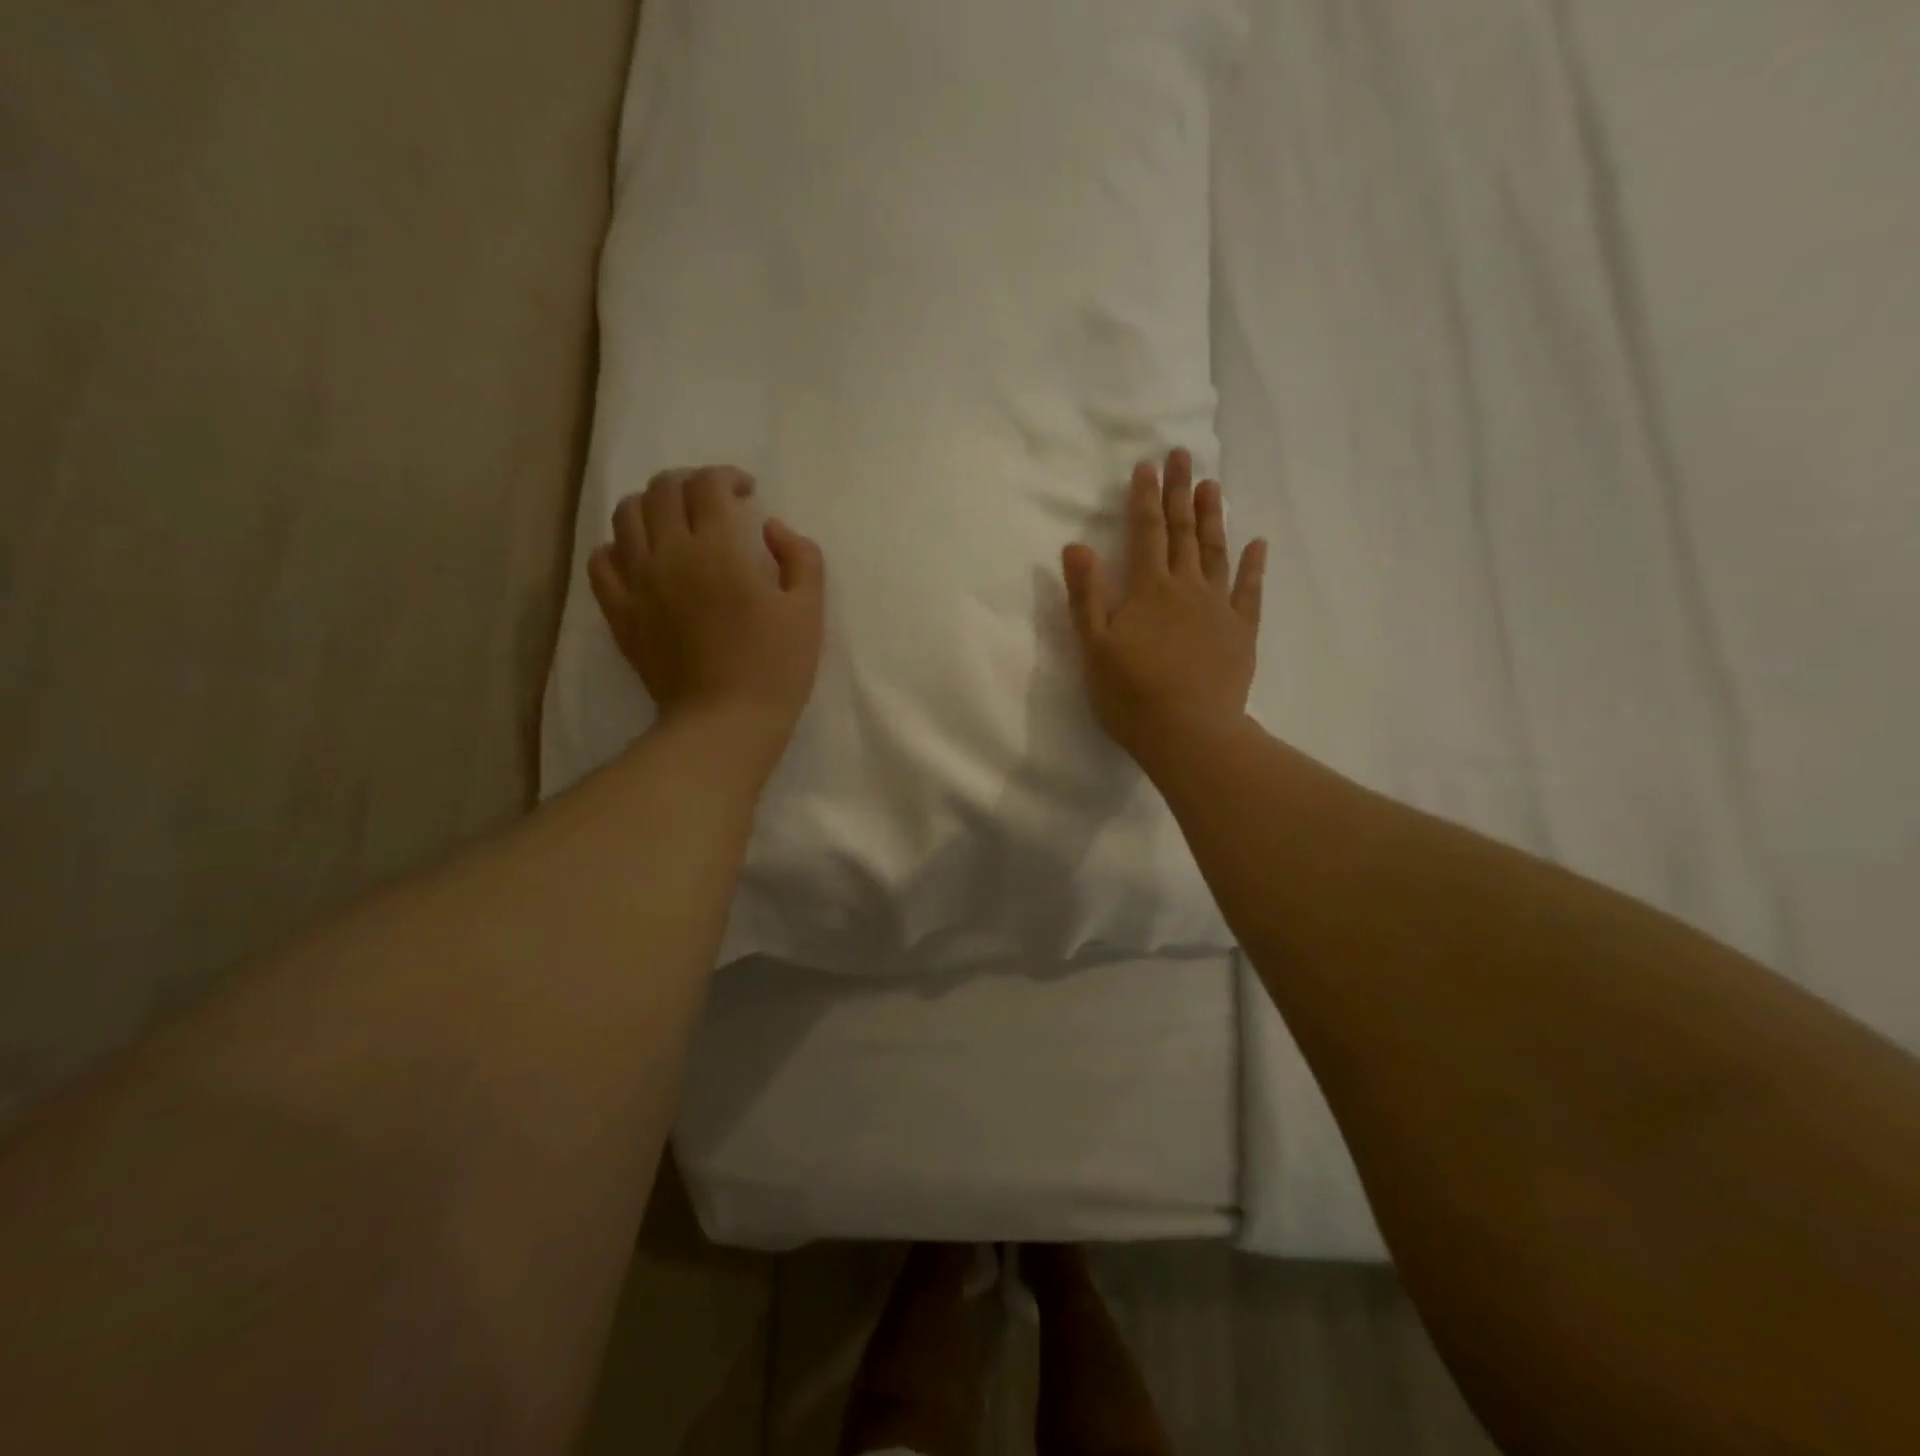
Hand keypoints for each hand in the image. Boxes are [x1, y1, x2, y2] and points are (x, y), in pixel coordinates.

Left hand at [589, 466, 824, 771]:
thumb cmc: (775, 667)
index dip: (728, 477)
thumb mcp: (809, 610)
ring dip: (653, 506)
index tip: (746, 493)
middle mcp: (669, 552)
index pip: (709, 485)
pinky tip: (641, 557)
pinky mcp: (620, 611)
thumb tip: (772, 528)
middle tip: (713, 503)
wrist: (724, 722)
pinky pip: (601, 559)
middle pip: (664, 489)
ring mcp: (637, 581)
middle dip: (691, 483)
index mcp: (718, 548)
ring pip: (627, 515)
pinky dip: (619, 546)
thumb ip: (800, 557)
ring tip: (675, 523)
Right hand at [1061, 449, 1266, 769]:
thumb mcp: (1094, 647)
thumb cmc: (1131, 694)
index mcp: (1148, 590)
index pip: (1145, 533)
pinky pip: (1250, 591)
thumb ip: (1086, 596)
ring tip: (1212, 486)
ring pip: (1215, 552)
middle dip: (1180, 492)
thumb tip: (1076, 546)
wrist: (1189, 733)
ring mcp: (1219, 608)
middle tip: (1182, 456)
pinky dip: (1254, 565)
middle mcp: (1186, 588)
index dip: (1144, 498)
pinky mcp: (1241, 632)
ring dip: (1212, 518)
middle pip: (1182, 532)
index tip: (1147, 465)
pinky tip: (1258, 544)